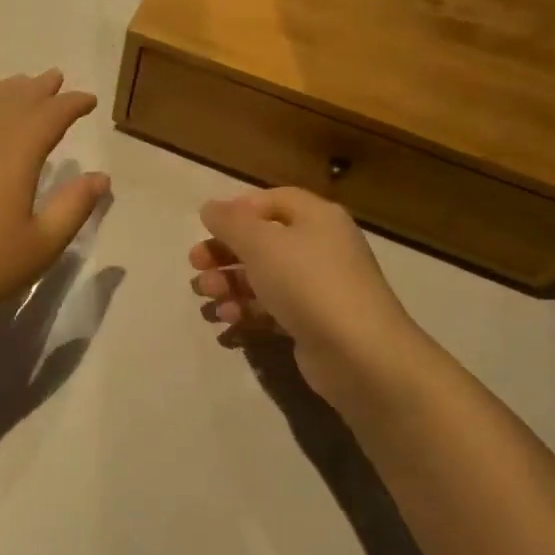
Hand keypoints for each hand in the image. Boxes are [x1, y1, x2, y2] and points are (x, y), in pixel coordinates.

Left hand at [0, 71, 109, 337]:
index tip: (88, 99)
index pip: (48, 115)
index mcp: (14, 154)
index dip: (71, 104)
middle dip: (37, 87)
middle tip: (56, 79)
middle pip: (12, 99)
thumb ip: (73, 207)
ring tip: (19, 86)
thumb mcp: (41, 245)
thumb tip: (100, 177)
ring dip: (4, 89)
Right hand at [189, 188, 419, 401]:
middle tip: (195, 267)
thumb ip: (230, 222)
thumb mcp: (261, 243)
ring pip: (263, 277)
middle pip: (263, 241)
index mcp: (316, 218)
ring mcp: (318, 287)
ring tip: (207, 298)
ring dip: (229, 284)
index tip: (207, 228)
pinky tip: (227, 320)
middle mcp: (320, 247)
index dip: (238, 210)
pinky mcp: (312, 322)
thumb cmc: (307, 283)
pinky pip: (272, 308)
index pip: (272, 201)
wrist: (358, 353)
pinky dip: (247, 310)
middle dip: (225, 253)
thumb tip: (210, 207)